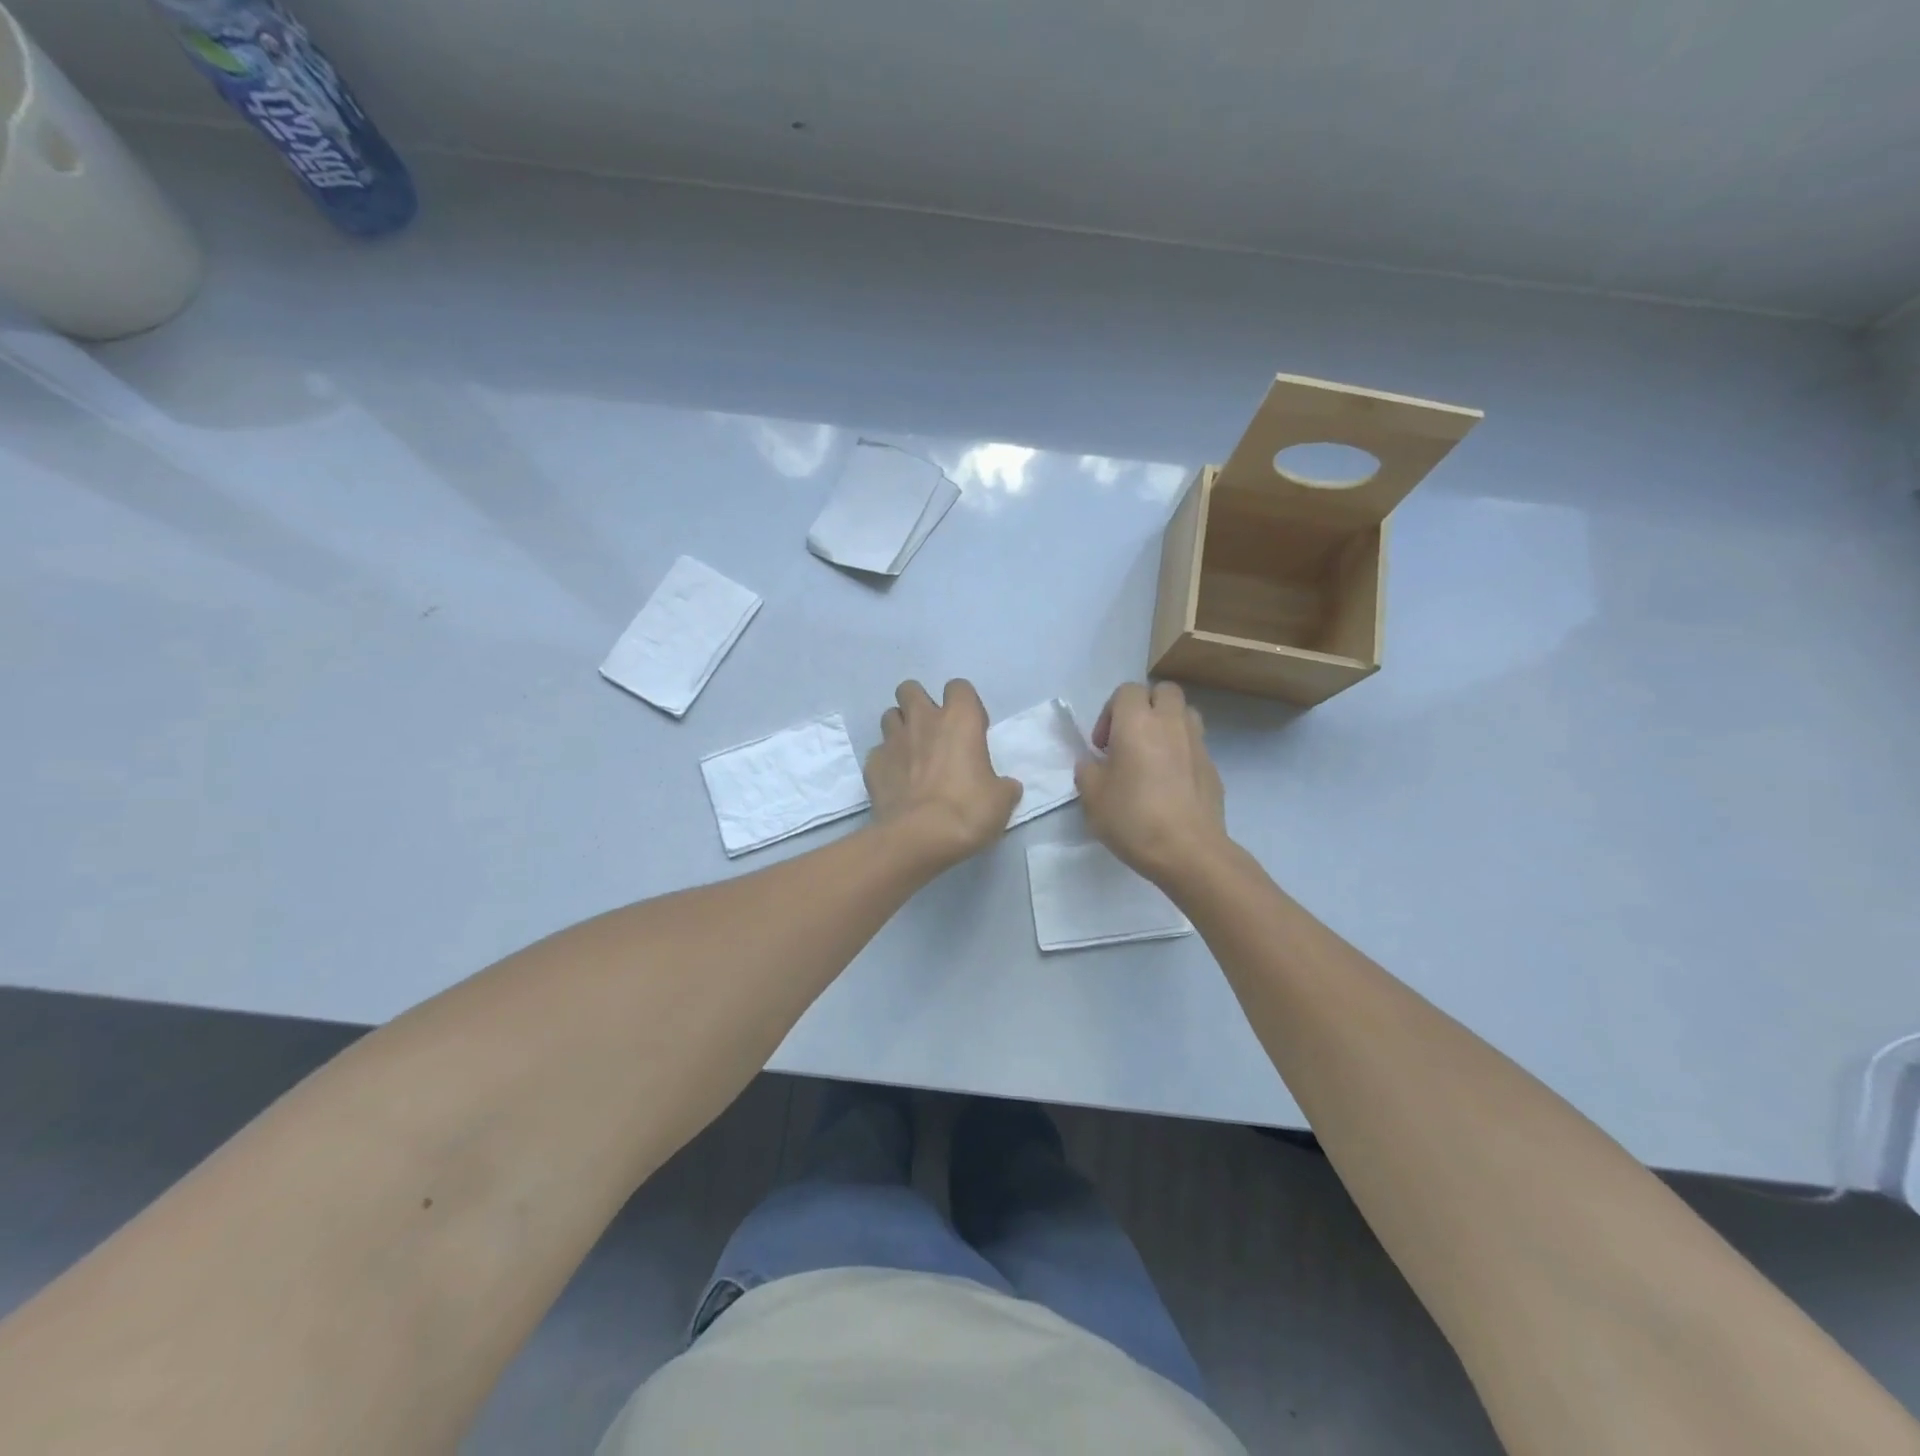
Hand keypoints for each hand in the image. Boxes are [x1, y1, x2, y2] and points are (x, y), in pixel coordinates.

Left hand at [865, 679, 1021, 867]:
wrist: (918, 837)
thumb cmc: (967, 811)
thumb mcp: (1001, 801)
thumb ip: (1003, 786)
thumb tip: (1006, 787)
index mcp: (960, 720)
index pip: (959, 687)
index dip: (964, 703)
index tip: (970, 728)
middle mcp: (923, 721)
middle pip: (911, 689)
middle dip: (918, 703)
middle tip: (931, 730)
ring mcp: (892, 741)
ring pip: (889, 716)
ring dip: (900, 728)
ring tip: (910, 752)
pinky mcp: (872, 764)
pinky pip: (878, 752)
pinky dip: (886, 761)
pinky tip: (895, 781)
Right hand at [1075, 682, 1227, 883]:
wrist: (1188, 851)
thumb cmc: (1133, 818)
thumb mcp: (1092, 797)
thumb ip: (1088, 771)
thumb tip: (1094, 763)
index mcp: (1137, 723)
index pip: (1127, 690)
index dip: (1110, 712)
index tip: (1102, 746)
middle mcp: (1171, 723)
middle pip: (1163, 691)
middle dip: (1145, 706)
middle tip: (1130, 738)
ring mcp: (1197, 744)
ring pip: (1185, 713)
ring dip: (1168, 724)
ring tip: (1153, 755)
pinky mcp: (1213, 767)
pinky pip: (1195, 745)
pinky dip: (1181, 752)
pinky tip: (1170, 784)